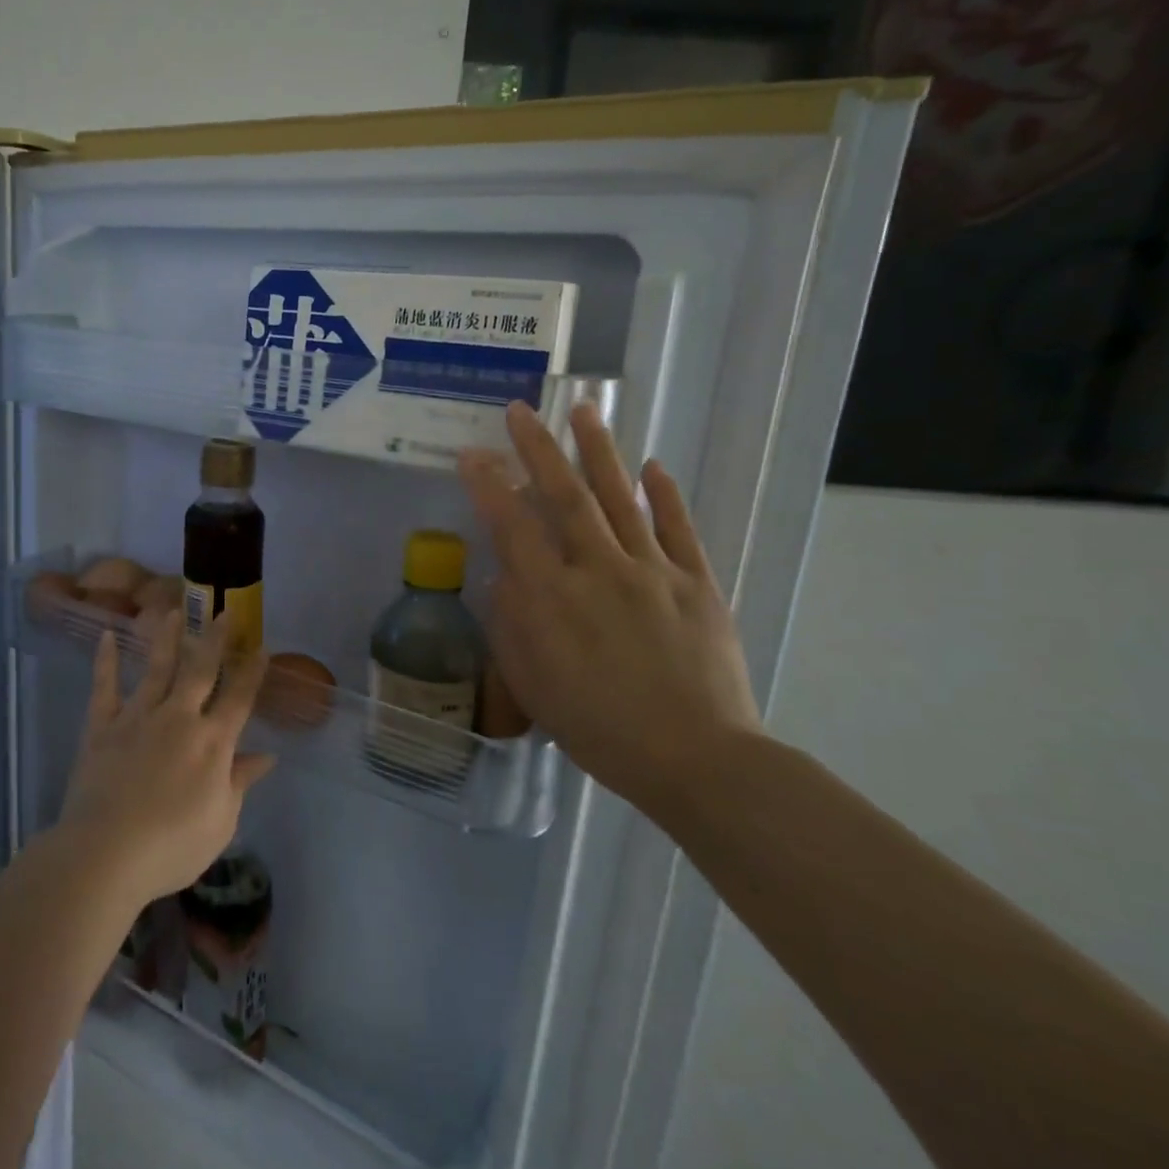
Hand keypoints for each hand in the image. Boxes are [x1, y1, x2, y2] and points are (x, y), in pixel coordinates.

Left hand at [58, 611, 275, 906]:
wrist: (106, 853)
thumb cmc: (172, 846)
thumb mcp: (221, 823)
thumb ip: (240, 782)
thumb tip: (266, 757)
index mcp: (212, 743)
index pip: (239, 698)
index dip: (252, 672)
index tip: (261, 646)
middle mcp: (179, 718)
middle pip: (200, 670)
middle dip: (215, 639)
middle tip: (223, 611)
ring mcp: (138, 717)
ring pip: (157, 668)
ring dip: (167, 638)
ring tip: (173, 611)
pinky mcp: (103, 726)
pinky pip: (105, 687)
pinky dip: (106, 661)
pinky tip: (107, 636)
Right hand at [459, 400, 762, 811]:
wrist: (695, 758)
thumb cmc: (596, 726)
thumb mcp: (531, 684)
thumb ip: (510, 624)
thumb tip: (505, 576)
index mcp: (551, 596)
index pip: (511, 525)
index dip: (488, 485)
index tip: (472, 454)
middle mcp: (597, 569)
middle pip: (564, 495)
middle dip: (538, 448)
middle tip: (522, 410)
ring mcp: (651, 571)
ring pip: (619, 499)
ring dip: (599, 452)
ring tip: (585, 411)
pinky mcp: (696, 583)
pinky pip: (677, 529)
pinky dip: (663, 495)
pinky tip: (652, 467)